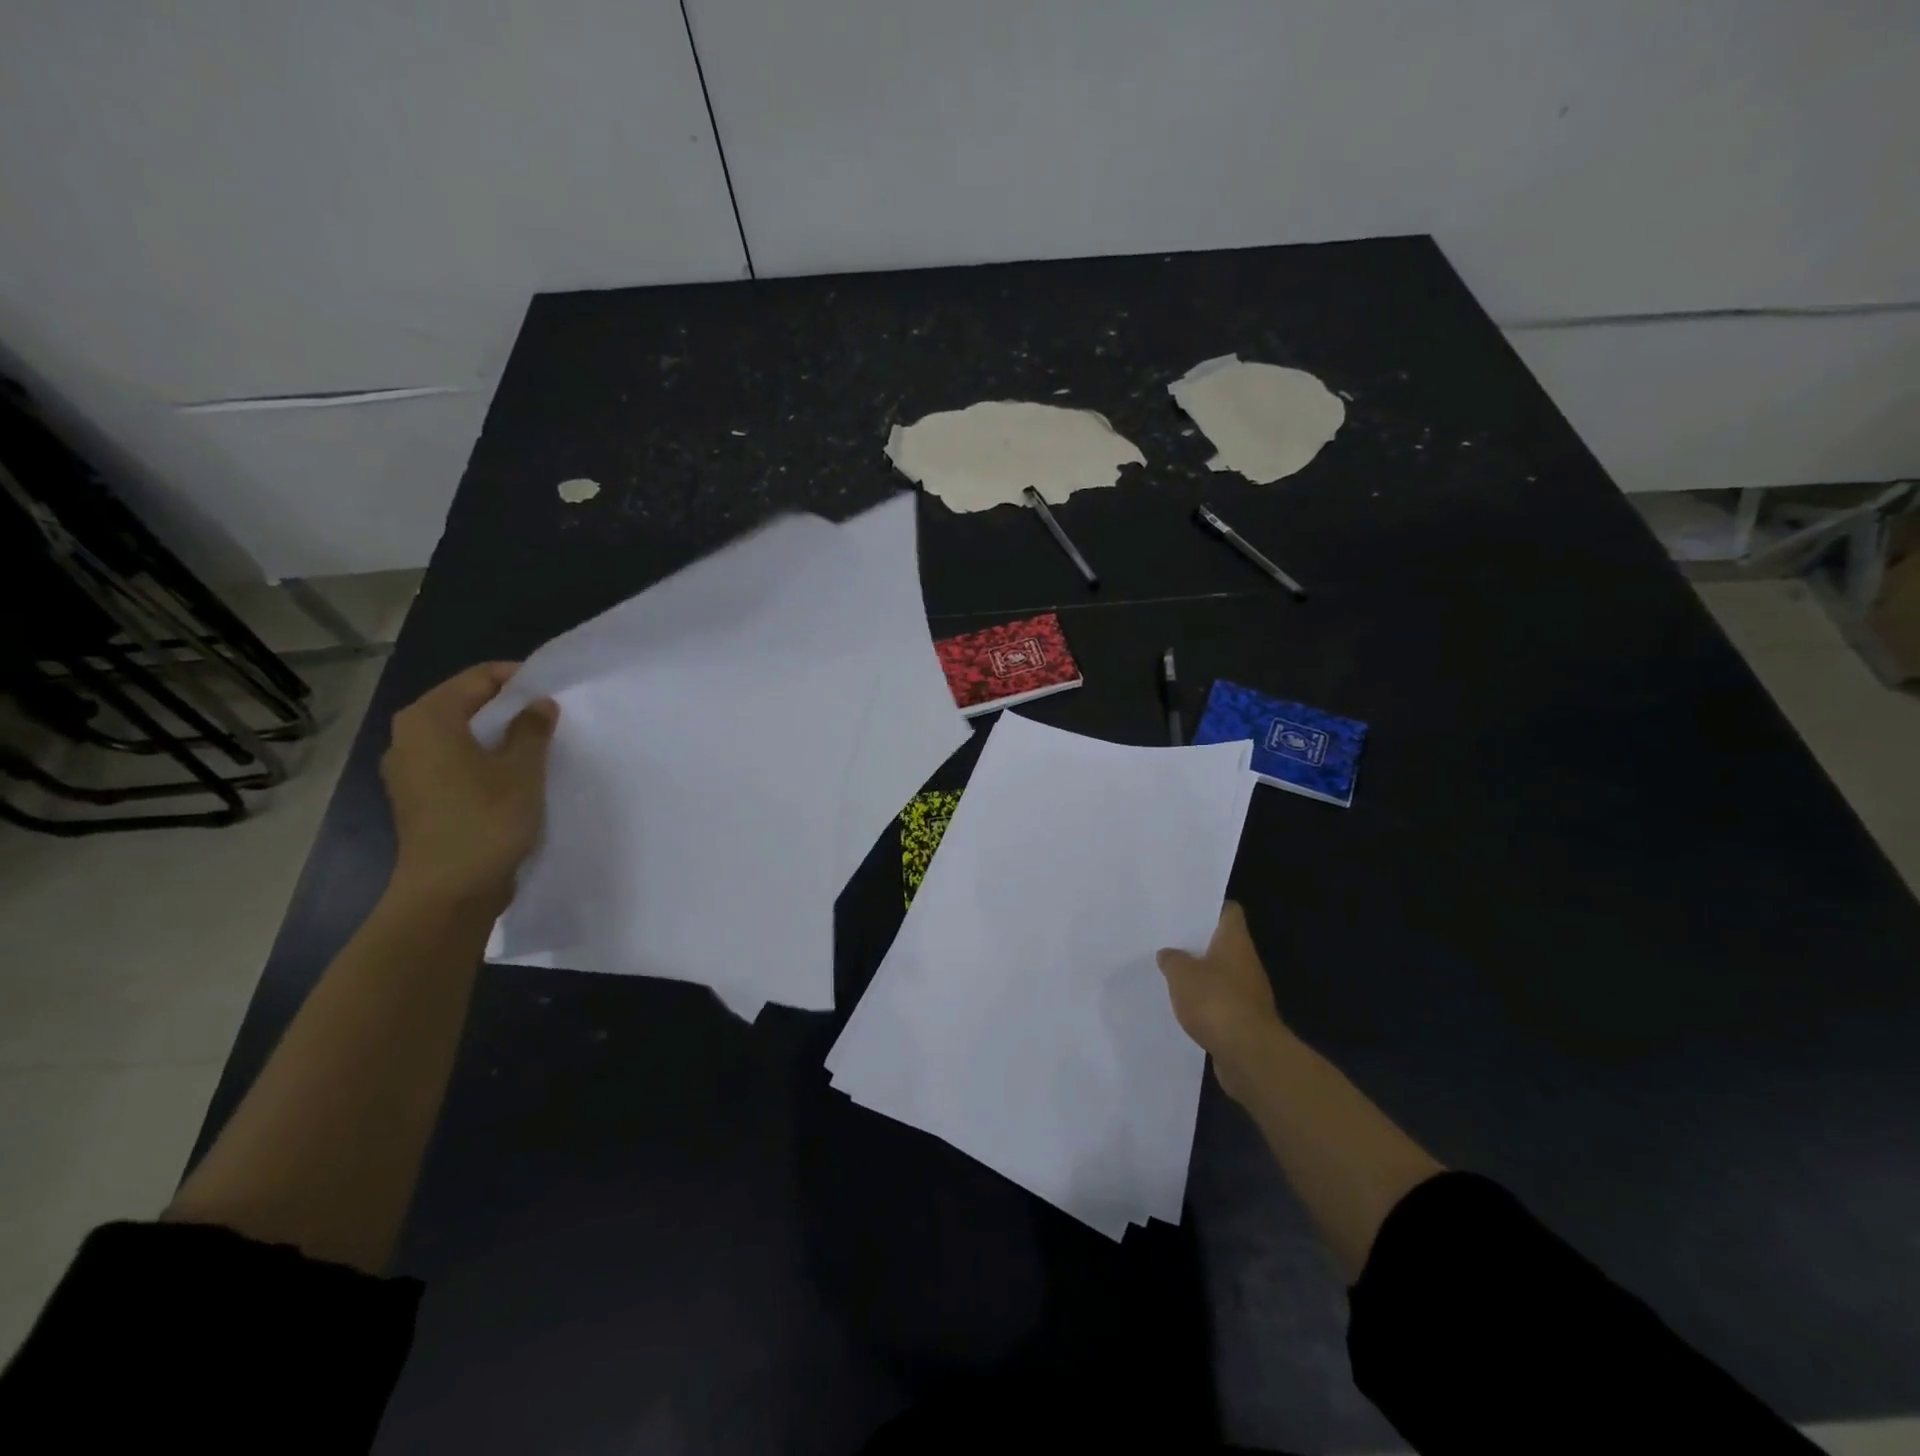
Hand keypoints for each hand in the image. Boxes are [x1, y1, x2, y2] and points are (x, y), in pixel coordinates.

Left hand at [380, 662, 557, 913]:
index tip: (553, 689)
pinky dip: (481, 759)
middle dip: (507, 706)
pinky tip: (511, 775)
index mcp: (429, 720)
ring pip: (458, 735)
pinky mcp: (417, 798)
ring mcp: (407, 771)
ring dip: (495, 735)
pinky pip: (452, 762)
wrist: (449, 891)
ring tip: (535, 744)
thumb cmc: (486, 820)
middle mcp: (408, 738)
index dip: (518, 678)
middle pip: (464, 704)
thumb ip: (531, 729)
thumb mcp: (522, 769)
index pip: (477, 679)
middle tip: (549, 715)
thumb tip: (538, 704)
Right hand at [1157, 902, 1288, 1101]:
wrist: (1249, 1055)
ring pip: (1220, 974)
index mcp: (1235, 941)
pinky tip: (1183, 1006)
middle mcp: (1246, 962)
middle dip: (1198, 942)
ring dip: (1200, 975)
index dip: (1210, 906)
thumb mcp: (1181, 974)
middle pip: (1222, 943)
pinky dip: (1205, 1003)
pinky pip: (1220, 1002)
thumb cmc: (1215, 1001)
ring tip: (1170, 972)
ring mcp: (1248, 993)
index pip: (1228, 911)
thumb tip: (1169, 954)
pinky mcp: (1244, 1020)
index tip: (1187, 907)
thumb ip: (1172, 960)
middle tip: (1168, 939)